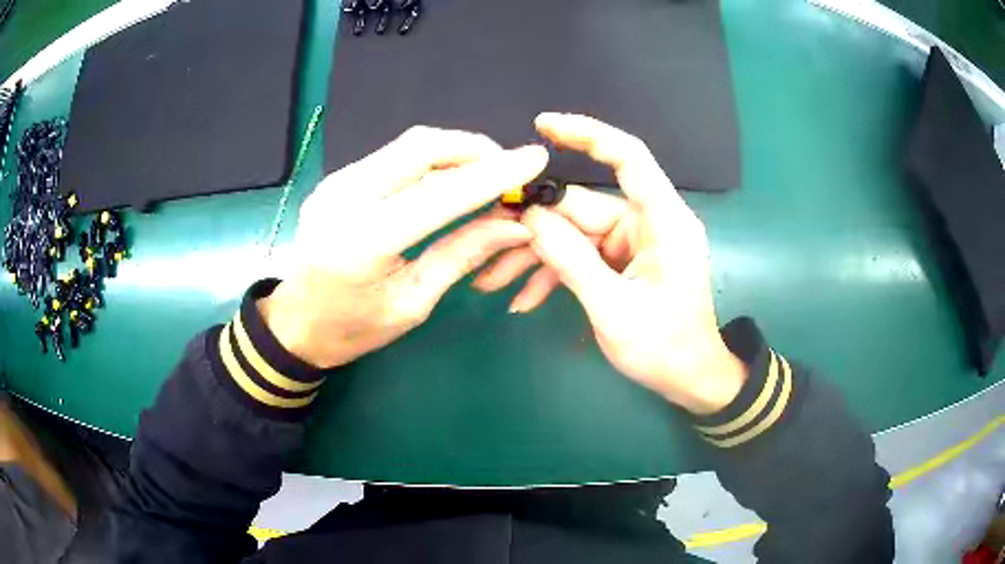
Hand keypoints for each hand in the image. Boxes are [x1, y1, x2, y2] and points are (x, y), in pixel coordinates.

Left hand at [262, 126, 548, 367]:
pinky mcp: (336, 179)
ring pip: (407, 145)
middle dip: (473, 149)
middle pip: (421, 147)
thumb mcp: (413, 303)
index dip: (492, 174)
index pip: (439, 194)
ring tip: (483, 175)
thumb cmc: (354, 328)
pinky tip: (446, 180)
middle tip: (507, 168)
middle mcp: (344, 199)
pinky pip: (392, 156)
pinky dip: (429, 160)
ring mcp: (335, 182)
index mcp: (363, 243)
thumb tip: (516, 225)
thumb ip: (462, 255)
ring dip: (453, 152)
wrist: (297, 322)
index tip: (534, 158)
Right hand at [474, 114, 745, 414]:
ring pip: (575, 234)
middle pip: (583, 206)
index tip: (542, 125)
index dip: (587, 134)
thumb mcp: (613, 309)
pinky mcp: (624, 261)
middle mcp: (648, 222)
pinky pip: (583, 255)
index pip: (628, 157)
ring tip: (494, 282)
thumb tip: (530, 217)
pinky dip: (556, 273)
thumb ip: (571, 261)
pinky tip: (525, 298)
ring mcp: (634, 242)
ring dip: (537, 257)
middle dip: (535, 228)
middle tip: (488, 245)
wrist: (690, 379)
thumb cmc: (665, 348)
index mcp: (663, 221)